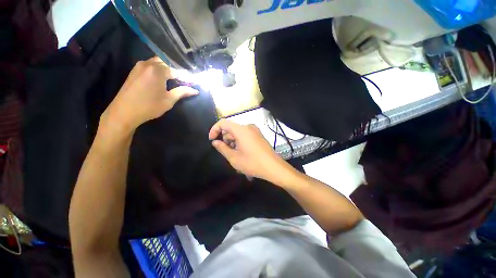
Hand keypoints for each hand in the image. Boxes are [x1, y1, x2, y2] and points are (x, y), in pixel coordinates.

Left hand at [101, 57, 197, 132]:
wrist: (124, 111)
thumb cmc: (149, 106)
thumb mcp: (169, 100)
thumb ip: (182, 92)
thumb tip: (195, 90)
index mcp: (157, 70)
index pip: (176, 70)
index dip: (185, 77)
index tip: (192, 82)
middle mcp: (148, 64)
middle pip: (166, 62)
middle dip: (175, 69)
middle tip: (183, 79)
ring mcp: (139, 66)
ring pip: (157, 62)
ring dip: (166, 68)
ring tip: (174, 79)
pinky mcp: (134, 70)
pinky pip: (149, 65)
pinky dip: (158, 69)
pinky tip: (161, 78)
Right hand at [209, 119, 290, 183]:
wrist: (273, 167)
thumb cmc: (252, 163)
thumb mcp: (234, 158)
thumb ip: (222, 148)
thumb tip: (215, 142)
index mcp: (241, 130)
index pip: (223, 122)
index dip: (215, 129)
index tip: (212, 140)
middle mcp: (248, 126)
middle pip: (231, 128)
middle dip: (225, 138)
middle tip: (226, 151)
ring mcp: (255, 130)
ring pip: (238, 132)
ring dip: (232, 141)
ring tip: (235, 154)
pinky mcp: (258, 135)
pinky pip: (245, 134)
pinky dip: (239, 141)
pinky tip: (242, 152)